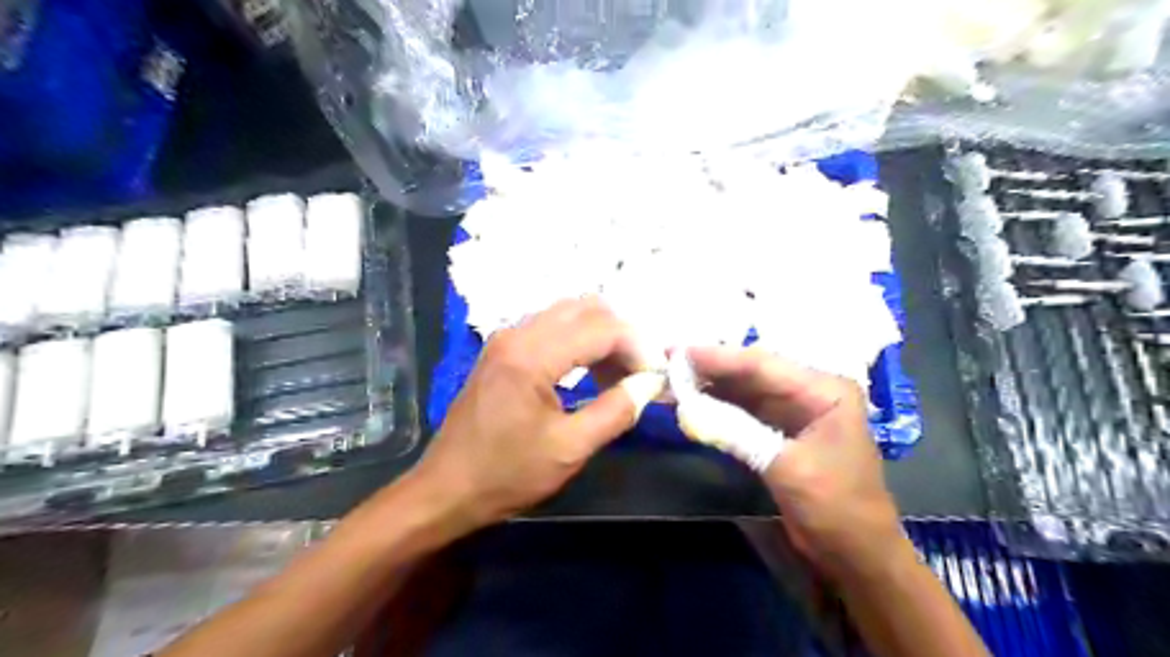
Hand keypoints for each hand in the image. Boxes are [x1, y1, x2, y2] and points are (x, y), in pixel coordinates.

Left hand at [411, 298, 654, 532]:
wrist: (447, 489)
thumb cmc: (506, 474)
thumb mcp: (569, 449)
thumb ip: (616, 411)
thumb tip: (649, 384)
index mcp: (531, 355)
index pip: (601, 328)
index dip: (638, 347)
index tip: (656, 376)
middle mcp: (517, 334)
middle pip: (586, 308)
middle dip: (622, 335)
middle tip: (640, 372)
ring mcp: (507, 339)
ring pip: (569, 314)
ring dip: (602, 336)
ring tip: (619, 376)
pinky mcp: (503, 350)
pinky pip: (552, 328)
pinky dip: (580, 342)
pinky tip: (591, 373)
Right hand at [688, 347, 906, 581]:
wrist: (855, 554)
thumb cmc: (834, 507)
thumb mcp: (785, 467)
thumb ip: (736, 432)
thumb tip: (685, 408)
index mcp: (825, 390)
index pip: (763, 364)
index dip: (718, 357)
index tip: (678, 352)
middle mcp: (811, 390)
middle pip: (753, 372)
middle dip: (711, 368)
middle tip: (669, 360)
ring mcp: (796, 409)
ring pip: (746, 389)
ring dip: (711, 386)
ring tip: (673, 379)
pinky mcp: (781, 429)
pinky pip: (745, 409)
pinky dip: (719, 406)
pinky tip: (692, 402)